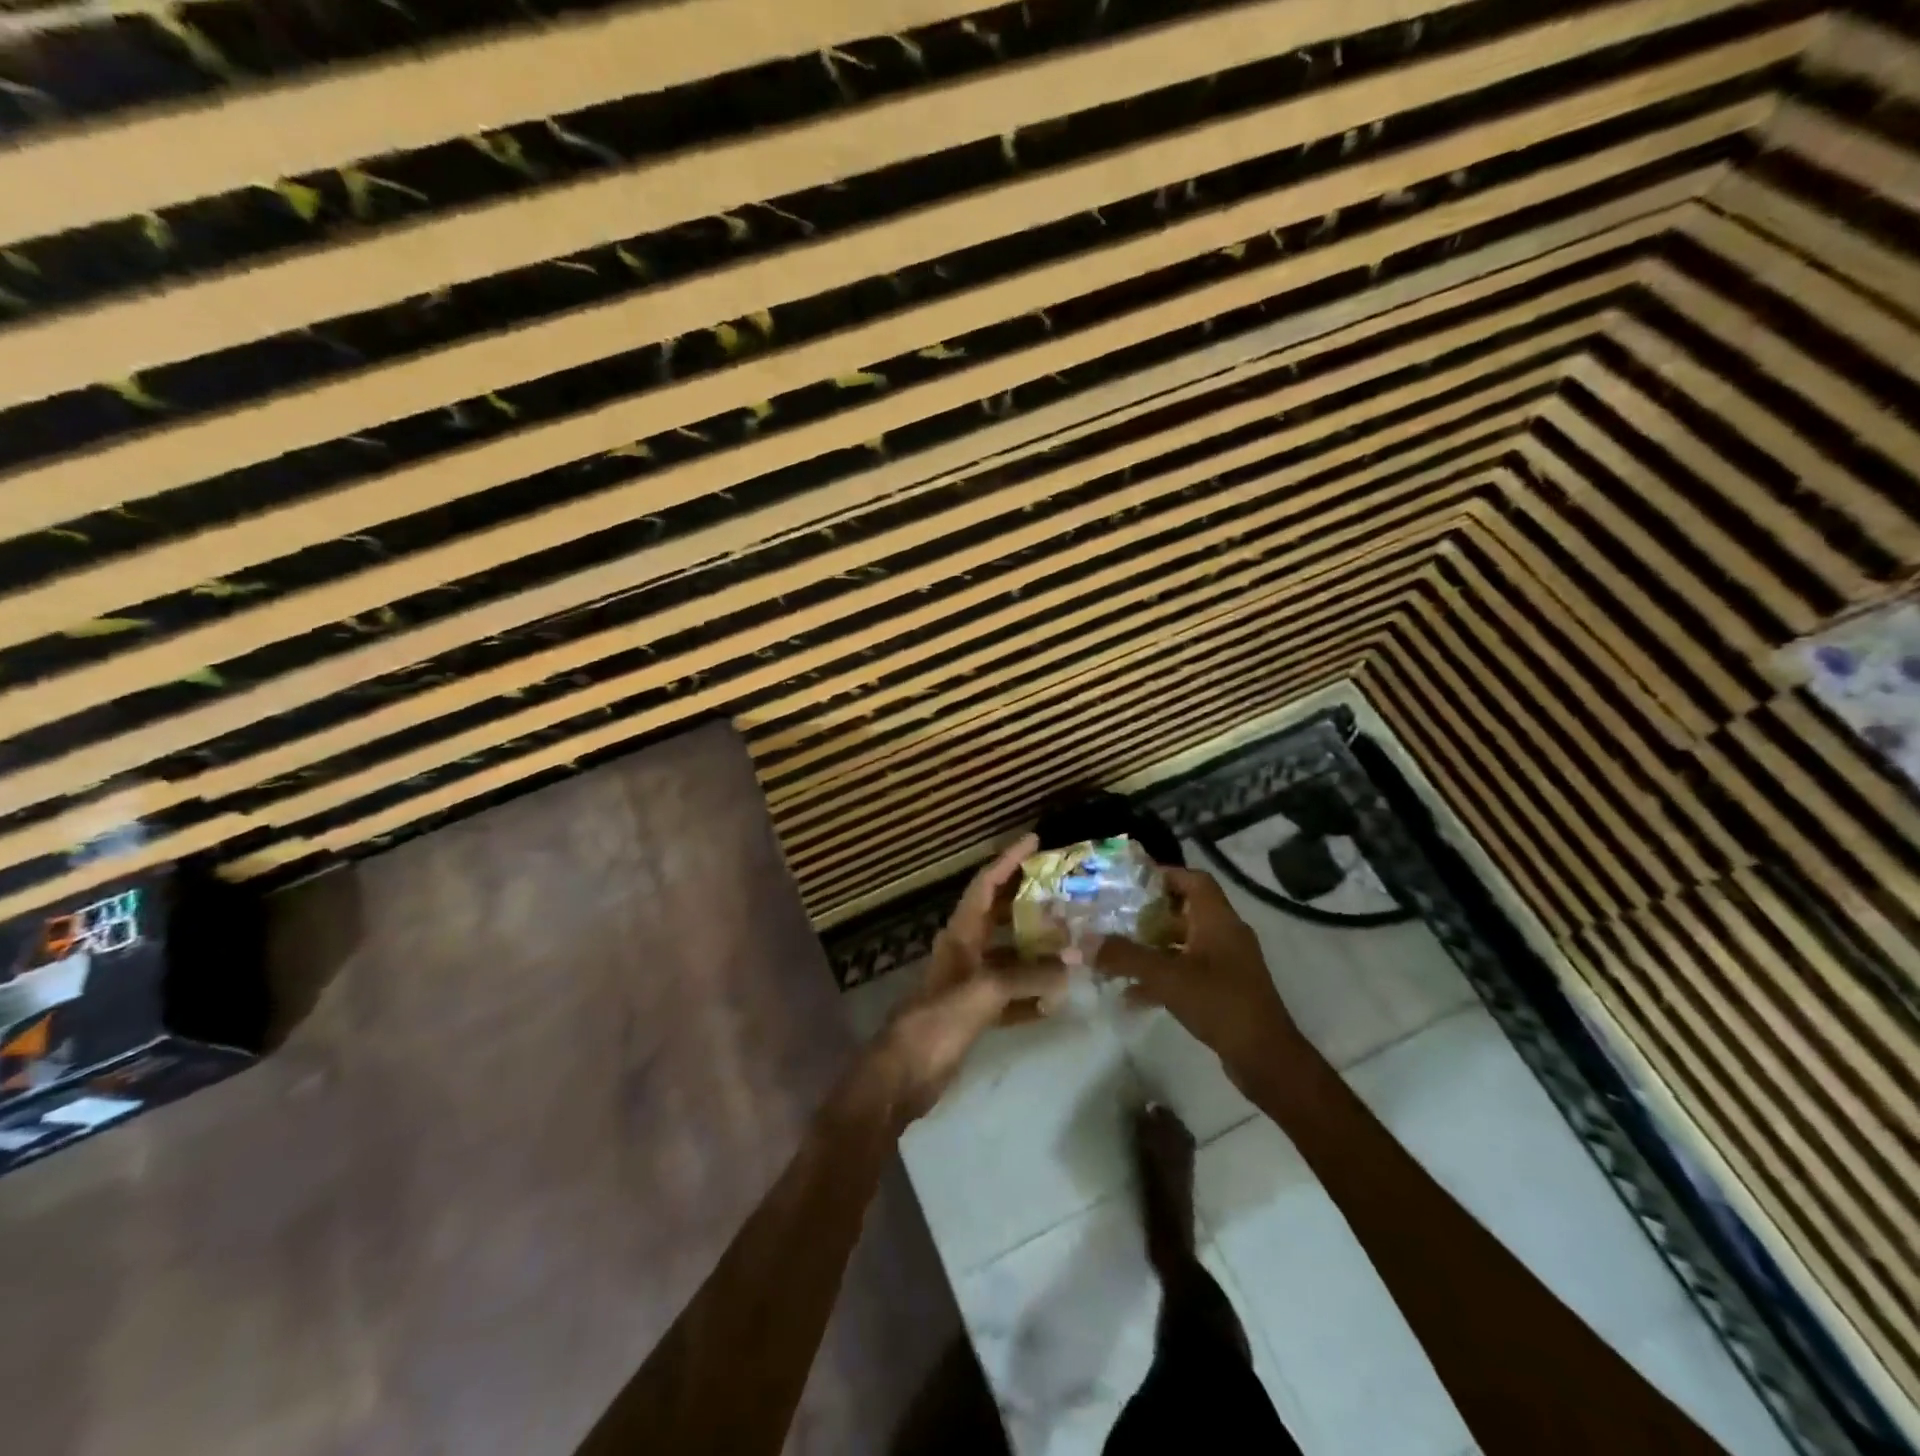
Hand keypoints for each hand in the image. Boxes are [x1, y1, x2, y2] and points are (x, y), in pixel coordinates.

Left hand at [868, 834, 1068, 1126]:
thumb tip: (1075, 963)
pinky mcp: (975, 1012)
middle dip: (1029, 900)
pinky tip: (1057, 999)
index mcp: (960, 934)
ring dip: (1037, 950)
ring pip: (1009, 955)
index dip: (1008, 860)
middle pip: (1000, 915)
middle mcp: (965, 950)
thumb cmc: (939, 1020)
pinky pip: (1010, 994)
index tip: (1034, 840)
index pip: (986, 885)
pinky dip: (1031, 994)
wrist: (905, 1073)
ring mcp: (970, 982)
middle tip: (1065, 889)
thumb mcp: (985, 991)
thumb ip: (1030, 975)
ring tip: (1073, 941)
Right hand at [1094, 867, 1307, 1089]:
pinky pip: (1188, 972)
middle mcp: (1225, 935)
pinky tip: (1132, 995)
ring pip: (1184, 944)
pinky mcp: (1225, 990)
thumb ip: (1125, 956)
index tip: (1131, 882)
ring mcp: (1227, 964)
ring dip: (1152, 948)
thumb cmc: (1220, 1003)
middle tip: (1115, 918)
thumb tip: (1084, 942)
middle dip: (1149, 915)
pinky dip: (1162, 977)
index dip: (1165, 875)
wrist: (1266, 1058)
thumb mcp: (1166, 977)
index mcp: (1218, 920)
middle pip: (1185, 911)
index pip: (1194, 880)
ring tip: (1117, 956)